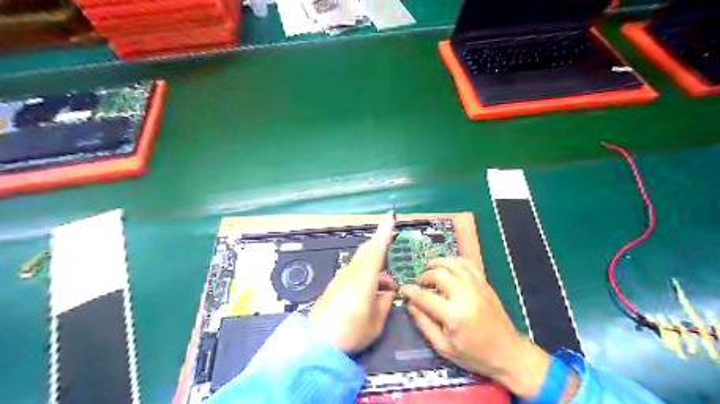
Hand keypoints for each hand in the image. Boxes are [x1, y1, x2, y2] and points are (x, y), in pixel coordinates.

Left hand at [307, 211, 398, 353]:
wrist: (316, 343)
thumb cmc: (351, 331)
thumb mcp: (376, 323)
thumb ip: (384, 304)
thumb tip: (387, 293)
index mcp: (364, 277)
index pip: (377, 248)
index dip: (385, 231)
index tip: (390, 216)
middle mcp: (351, 272)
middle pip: (367, 250)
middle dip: (380, 246)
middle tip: (392, 252)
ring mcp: (340, 278)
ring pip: (361, 263)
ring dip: (376, 269)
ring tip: (387, 290)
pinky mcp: (334, 286)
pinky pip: (354, 273)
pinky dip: (366, 277)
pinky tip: (371, 294)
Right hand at [403, 258, 551, 398]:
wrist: (508, 353)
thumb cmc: (474, 355)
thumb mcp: (444, 347)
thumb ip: (424, 324)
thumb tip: (411, 305)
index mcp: (454, 316)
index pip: (425, 297)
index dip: (411, 291)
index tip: (403, 289)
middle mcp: (465, 296)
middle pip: (439, 275)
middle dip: (424, 276)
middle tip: (419, 283)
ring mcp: (477, 287)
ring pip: (453, 264)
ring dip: (438, 263)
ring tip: (429, 268)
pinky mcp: (485, 284)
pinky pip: (468, 264)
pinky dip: (455, 260)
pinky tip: (448, 265)